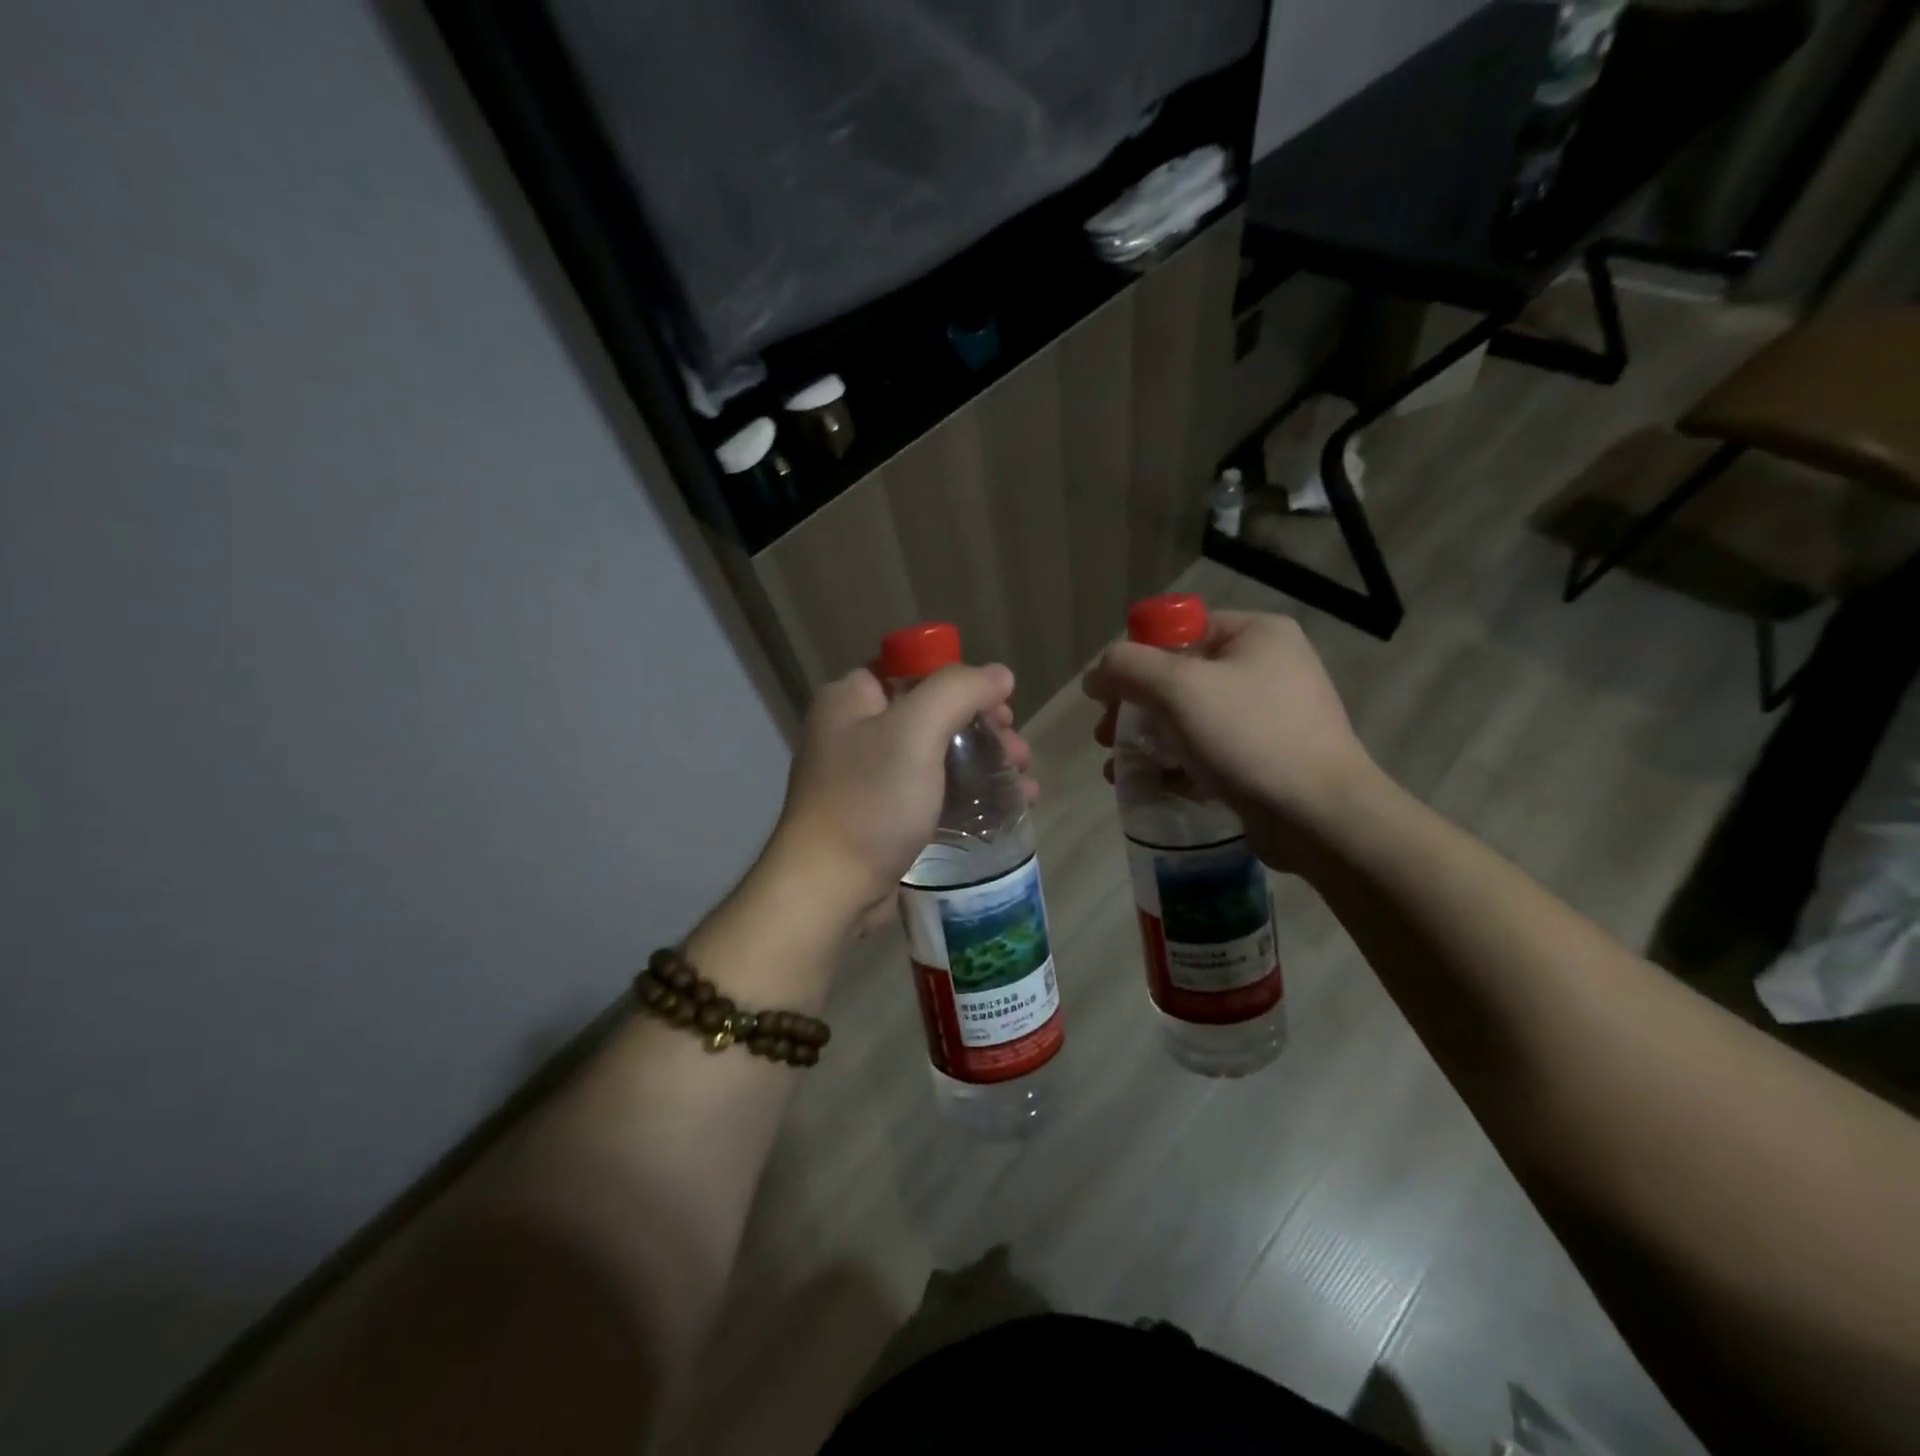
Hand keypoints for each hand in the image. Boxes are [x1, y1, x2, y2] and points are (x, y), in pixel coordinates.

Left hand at [770, 663, 1036, 932]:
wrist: (829, 890)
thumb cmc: (870, 802)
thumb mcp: (915, 731)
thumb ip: (958, 690)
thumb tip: (998, 674)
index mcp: (851, 699)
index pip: (912, 670)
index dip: (960, 681)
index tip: (999, 707)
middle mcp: (854, 732)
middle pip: (932, 713)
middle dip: (984, 729)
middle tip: (1018, 751)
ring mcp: (867, 778)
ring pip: (938, 756)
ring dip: (985, 764)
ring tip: (1025, 785)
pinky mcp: (882, 817)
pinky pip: (933, 793)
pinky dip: (969, 796)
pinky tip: (1008, 809)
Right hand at [1082, 611, 1374, 871]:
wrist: (1320, 817)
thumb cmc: (1249, 737)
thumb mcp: (1179, 688)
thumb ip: (1127, 667)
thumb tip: (1096, 673)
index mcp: (1255, 634)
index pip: (1177, 630)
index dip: (1135, 659)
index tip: (1106, 697)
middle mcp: (1266, 666)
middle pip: (1178, 676)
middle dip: (1134, 707)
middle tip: (1105, 737)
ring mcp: (1269, 714)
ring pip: (1189, 717)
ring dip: (1147, 739)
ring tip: (1117, 769)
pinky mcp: (1266, 757)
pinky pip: (1208, 749)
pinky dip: (1175, 763)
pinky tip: (1149, 784)